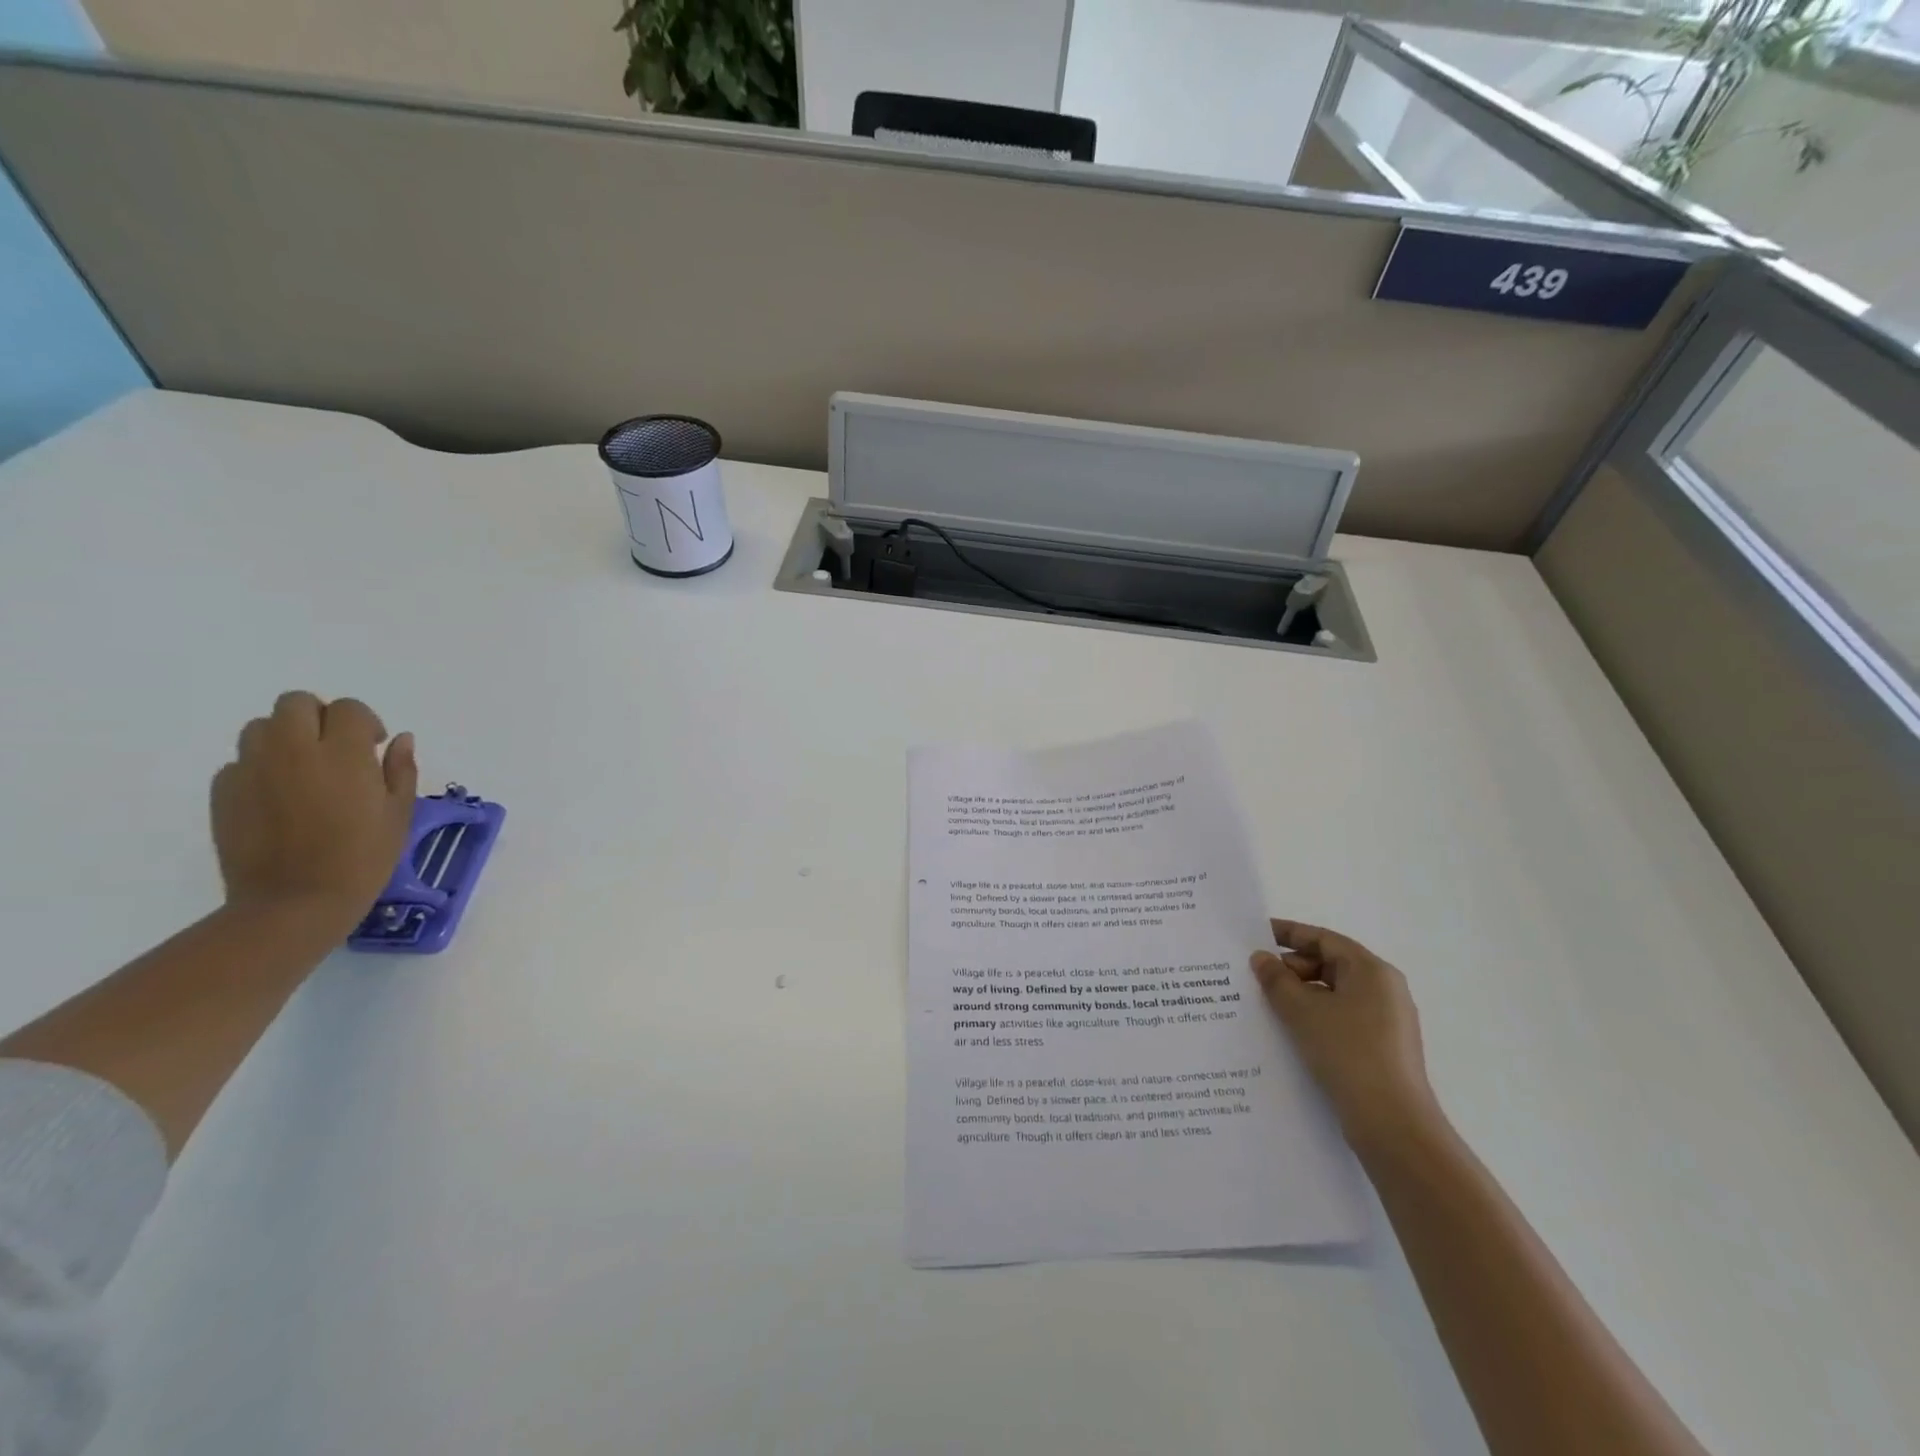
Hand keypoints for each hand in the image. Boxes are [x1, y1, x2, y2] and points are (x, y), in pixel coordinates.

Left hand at [211, 692, 417, 936]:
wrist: (294, 903)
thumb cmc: (362, 859)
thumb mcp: (399, 814)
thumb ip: (400, 770)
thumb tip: (399, 739)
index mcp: (343, 754)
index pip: (348, 709)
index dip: (364, 722)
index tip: (373, 746)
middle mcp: (293, 751)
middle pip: (296, 703)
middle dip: (319, 716)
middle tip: (336, 748)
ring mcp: (252, 769)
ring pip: (261, 727)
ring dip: (286, 737)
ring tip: (304, 769)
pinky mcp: (224, 792)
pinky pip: (240, 762)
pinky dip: (261, 767)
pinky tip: (279, 797)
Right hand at [1252, 919, 1436, 1147]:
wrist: (1392, 1124)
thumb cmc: (1347, 1052)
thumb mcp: (1302, 1010)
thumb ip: (1276, 979)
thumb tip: (1261, 958)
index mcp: (1371, 970)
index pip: (1324, 939)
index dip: (1288, 933)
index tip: (1256, 935)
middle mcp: (1385, 989)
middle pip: (1330, 964)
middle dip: (1291, 968)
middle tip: (1256, 977)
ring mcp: (1387, 1021)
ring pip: (1334, 993)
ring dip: (1300, 994)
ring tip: (1267, 1005)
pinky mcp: (1382, 1048)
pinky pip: (1341, 1018)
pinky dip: (1315, 1017)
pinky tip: (1290, 1032)